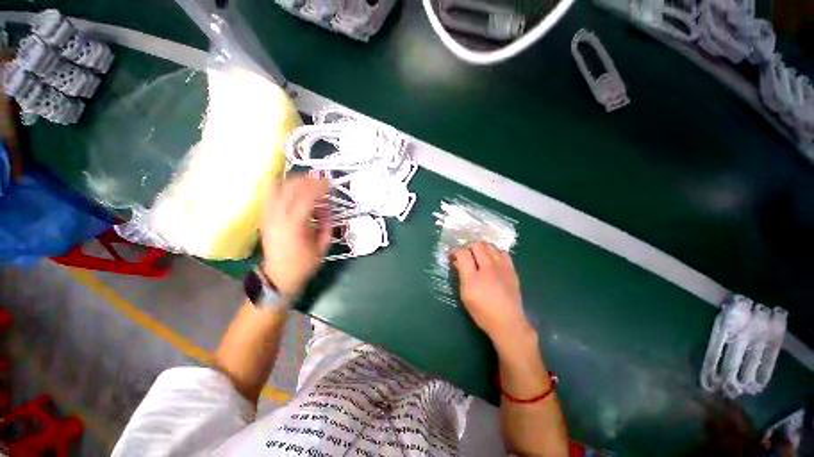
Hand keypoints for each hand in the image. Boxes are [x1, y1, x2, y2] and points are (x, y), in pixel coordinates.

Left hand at [261, 174, 331, 296]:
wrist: (278, 277)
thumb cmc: (304, 264)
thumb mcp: (323, 246)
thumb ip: (327, 224)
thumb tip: (328, 206)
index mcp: (295, 226)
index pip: (307, 197)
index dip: (319, 187)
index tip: (330, 183)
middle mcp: (278, 217)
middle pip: (290, 188)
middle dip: (307, 180)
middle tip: (320, 179)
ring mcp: (268, 216)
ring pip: (277, 188)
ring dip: (294, 181)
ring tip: (307, 181)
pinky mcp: (264, 218)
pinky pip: (269, 195)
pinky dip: (280, 187)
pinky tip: (290, 187)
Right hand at [451, 242, 531, 345]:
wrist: (508, 322)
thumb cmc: (482, 312)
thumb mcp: (465, 295)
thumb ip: (461, 275)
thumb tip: (457, 262)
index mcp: (473, 278)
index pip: (463, 253)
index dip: (455, 251)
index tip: (452, 255)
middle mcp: (488, 268)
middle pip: (477, 245)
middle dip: (468, 246)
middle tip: (465, 254)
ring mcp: (502, 267)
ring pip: (490, 246)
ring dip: (481, 247)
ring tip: (477, 255)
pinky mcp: (511, 269)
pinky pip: (503, 252)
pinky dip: (494, 252)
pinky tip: (492, 259)